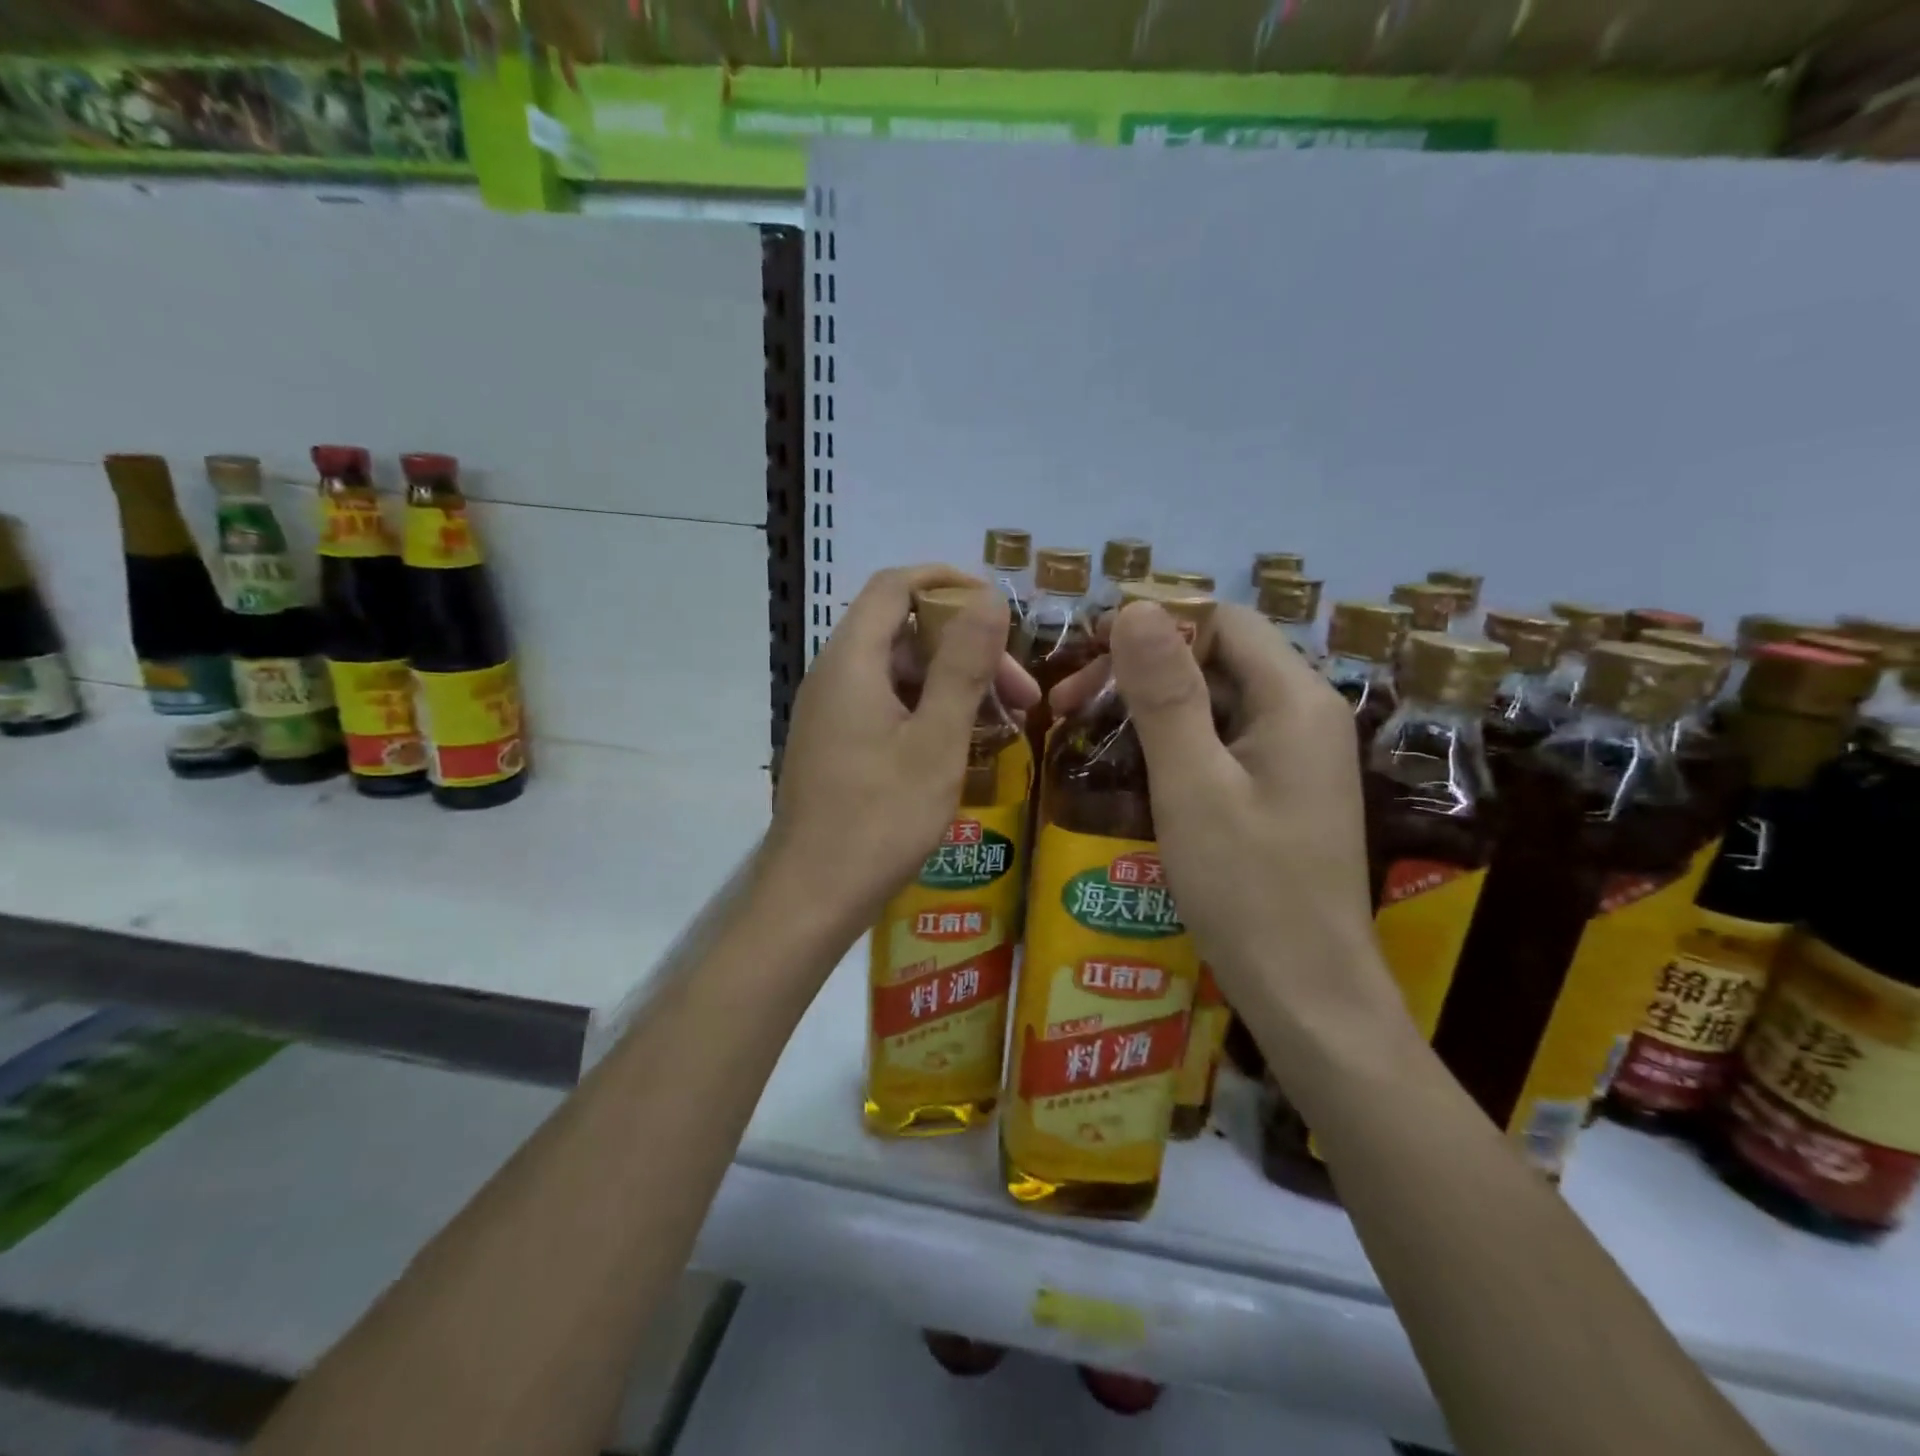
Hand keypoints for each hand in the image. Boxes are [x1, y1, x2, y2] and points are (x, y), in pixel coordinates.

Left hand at [763, 565, 1038, 939]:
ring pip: (899, 672)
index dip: (947, 582)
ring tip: (1006, 722)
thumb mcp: (936, 741)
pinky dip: (928, 710)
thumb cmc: (880, 819)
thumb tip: (989, 597)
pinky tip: (964, 744)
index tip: (999, 607)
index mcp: (852, 661)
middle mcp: (835, 675)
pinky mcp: (836, 743)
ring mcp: (831, 711)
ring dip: (953, 684)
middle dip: (966, 648)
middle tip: (1021, 692)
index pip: (895, 585)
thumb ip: (963, 665)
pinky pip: (886, 704)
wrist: (813, 896)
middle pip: (903, 631)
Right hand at [1053, 602, 1403, 1046]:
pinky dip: (1173, 742)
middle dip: (1140, 668)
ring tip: (1084, 729)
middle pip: (1218, 658)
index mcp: (1294, 700)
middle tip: (1068, 702)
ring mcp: (1295, 756)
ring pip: (1215, 702)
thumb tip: (1137, 608)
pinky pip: (1222, 742)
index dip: (1154, 623)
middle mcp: (1304, 715)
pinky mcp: (1281, 791)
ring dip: (1149, 706)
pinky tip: (1129, 765)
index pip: (1223, 621)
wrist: (1308, 995)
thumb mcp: (1192, 786)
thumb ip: (1165, 694)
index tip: (1085, 651)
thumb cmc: (1248, 890)